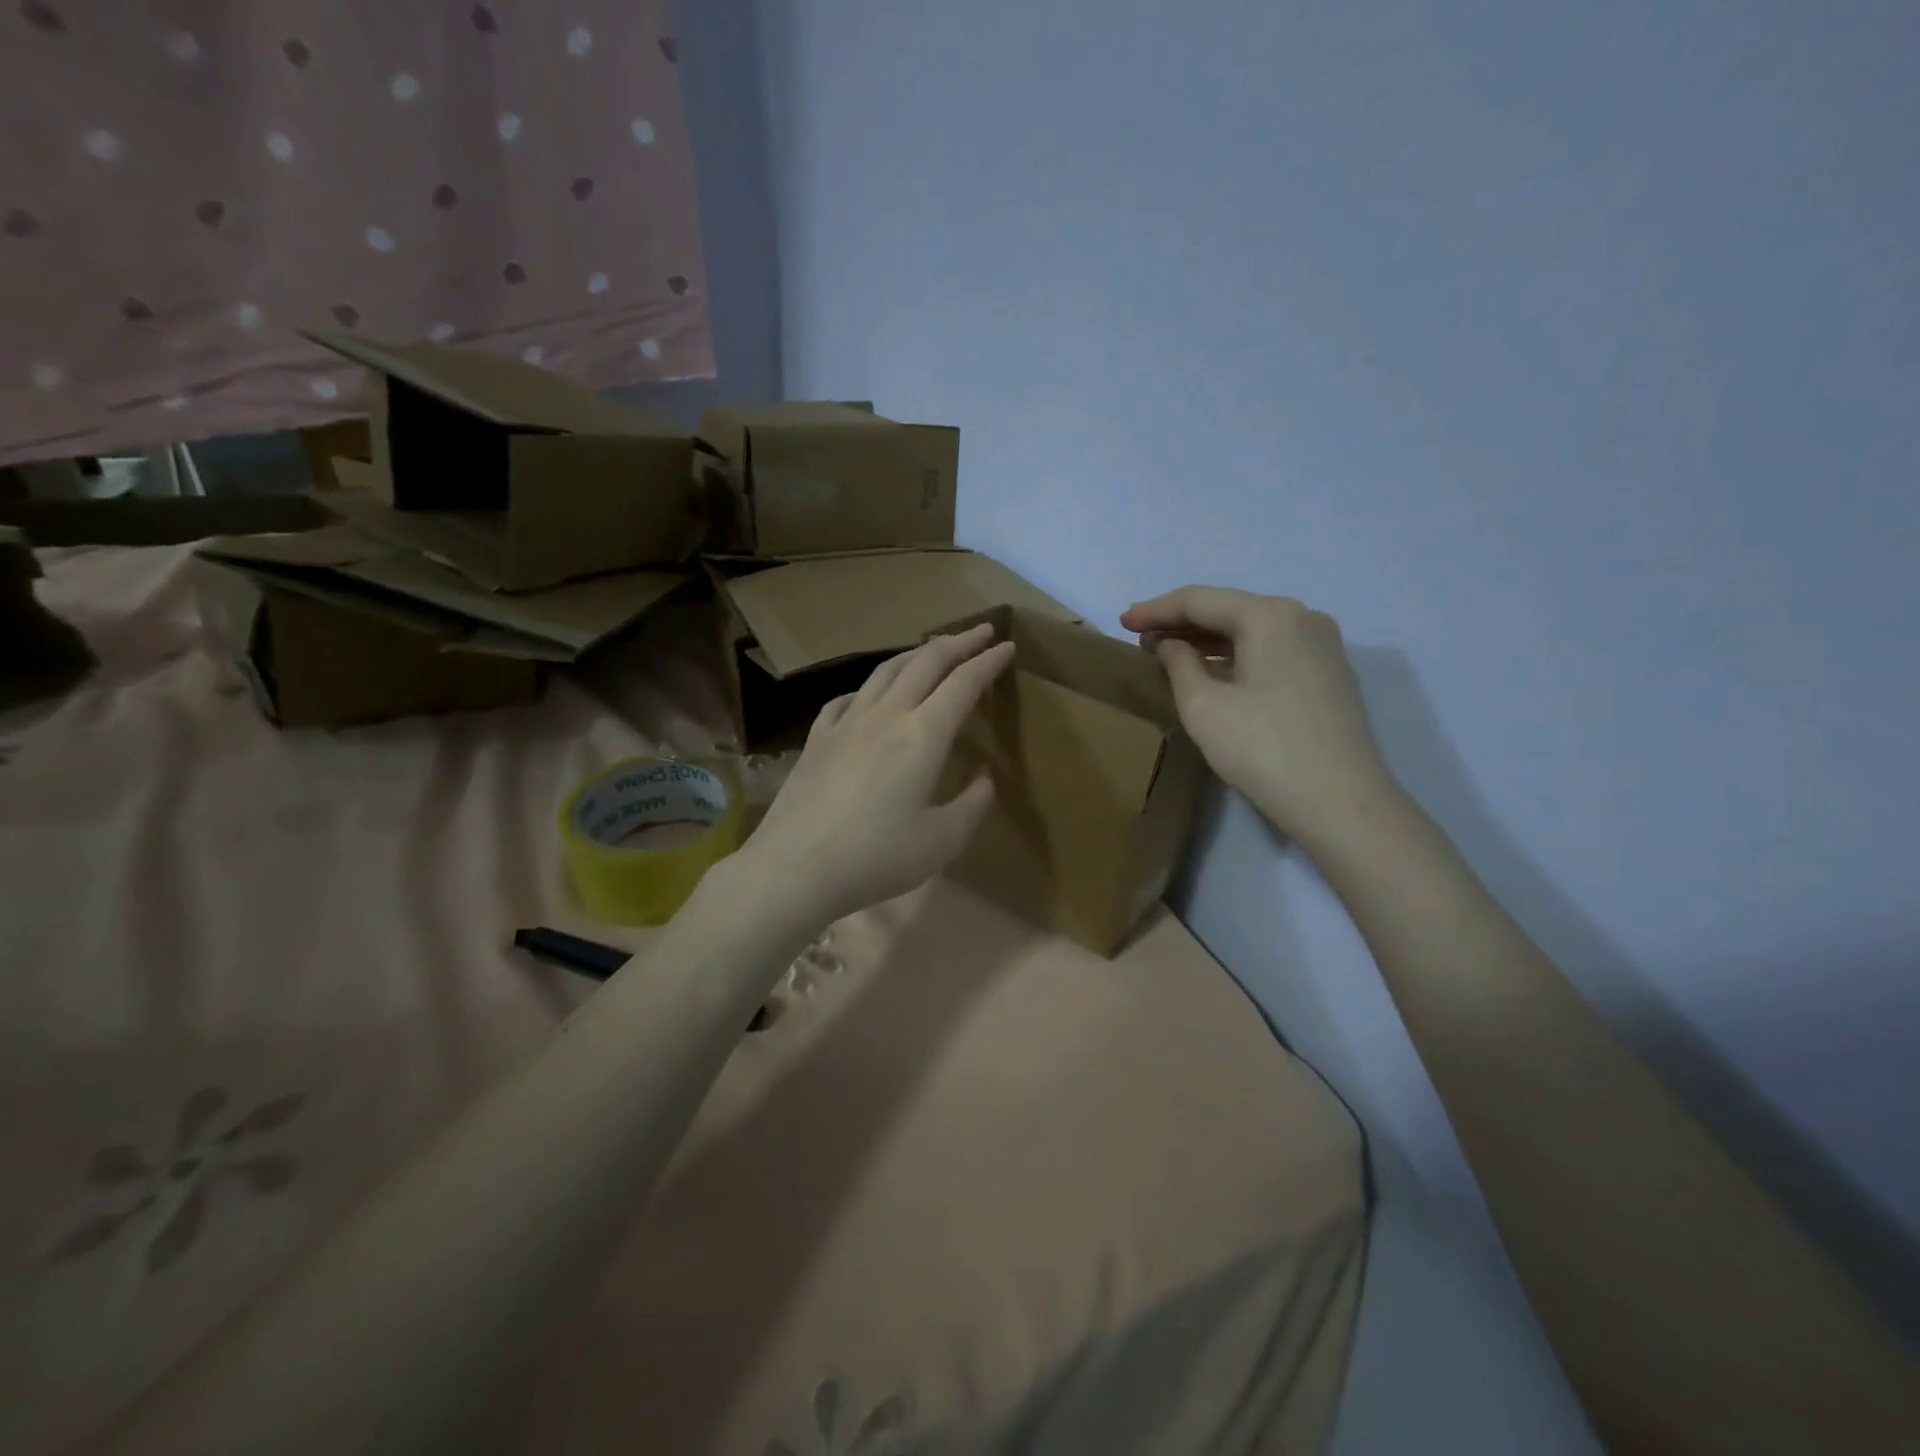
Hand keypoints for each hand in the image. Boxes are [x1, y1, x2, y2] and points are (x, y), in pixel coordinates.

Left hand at [736, 624, 1013, 925]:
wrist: (796, 867)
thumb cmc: (877, 857)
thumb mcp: (943, 840)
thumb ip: (973, 803)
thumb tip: (984, 775)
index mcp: (923, 735)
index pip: (964, 683)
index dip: (988, 661)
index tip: (1006, 646)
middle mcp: (886, 715)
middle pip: (925, 663)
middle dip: (958, 642)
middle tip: (980, 631)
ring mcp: (846, 722)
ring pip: (885, 671)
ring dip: (915, 654)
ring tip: (932, 650)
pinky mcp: (817, 738)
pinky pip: (847, 698)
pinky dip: (869, 686)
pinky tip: (869, 694)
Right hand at [1120, 587, 1397, 848]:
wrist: (1340, 802)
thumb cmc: (1262, 748)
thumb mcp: (1203, 706)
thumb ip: (1179, 664)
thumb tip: (1172, 644)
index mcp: (1270, 615)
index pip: (1200, 600)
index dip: (1156, 610)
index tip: (1122, 621)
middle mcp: (1302, 617)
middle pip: (1229, 610)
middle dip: (1182, 622)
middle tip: (1141, 636)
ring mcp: (1322, 646)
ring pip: (1252, 630)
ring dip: (1208, 640)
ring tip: (1168, 653)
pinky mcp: (1329, 674)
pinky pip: (1271, 650)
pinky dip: (1236, 655)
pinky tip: (1212, 671)